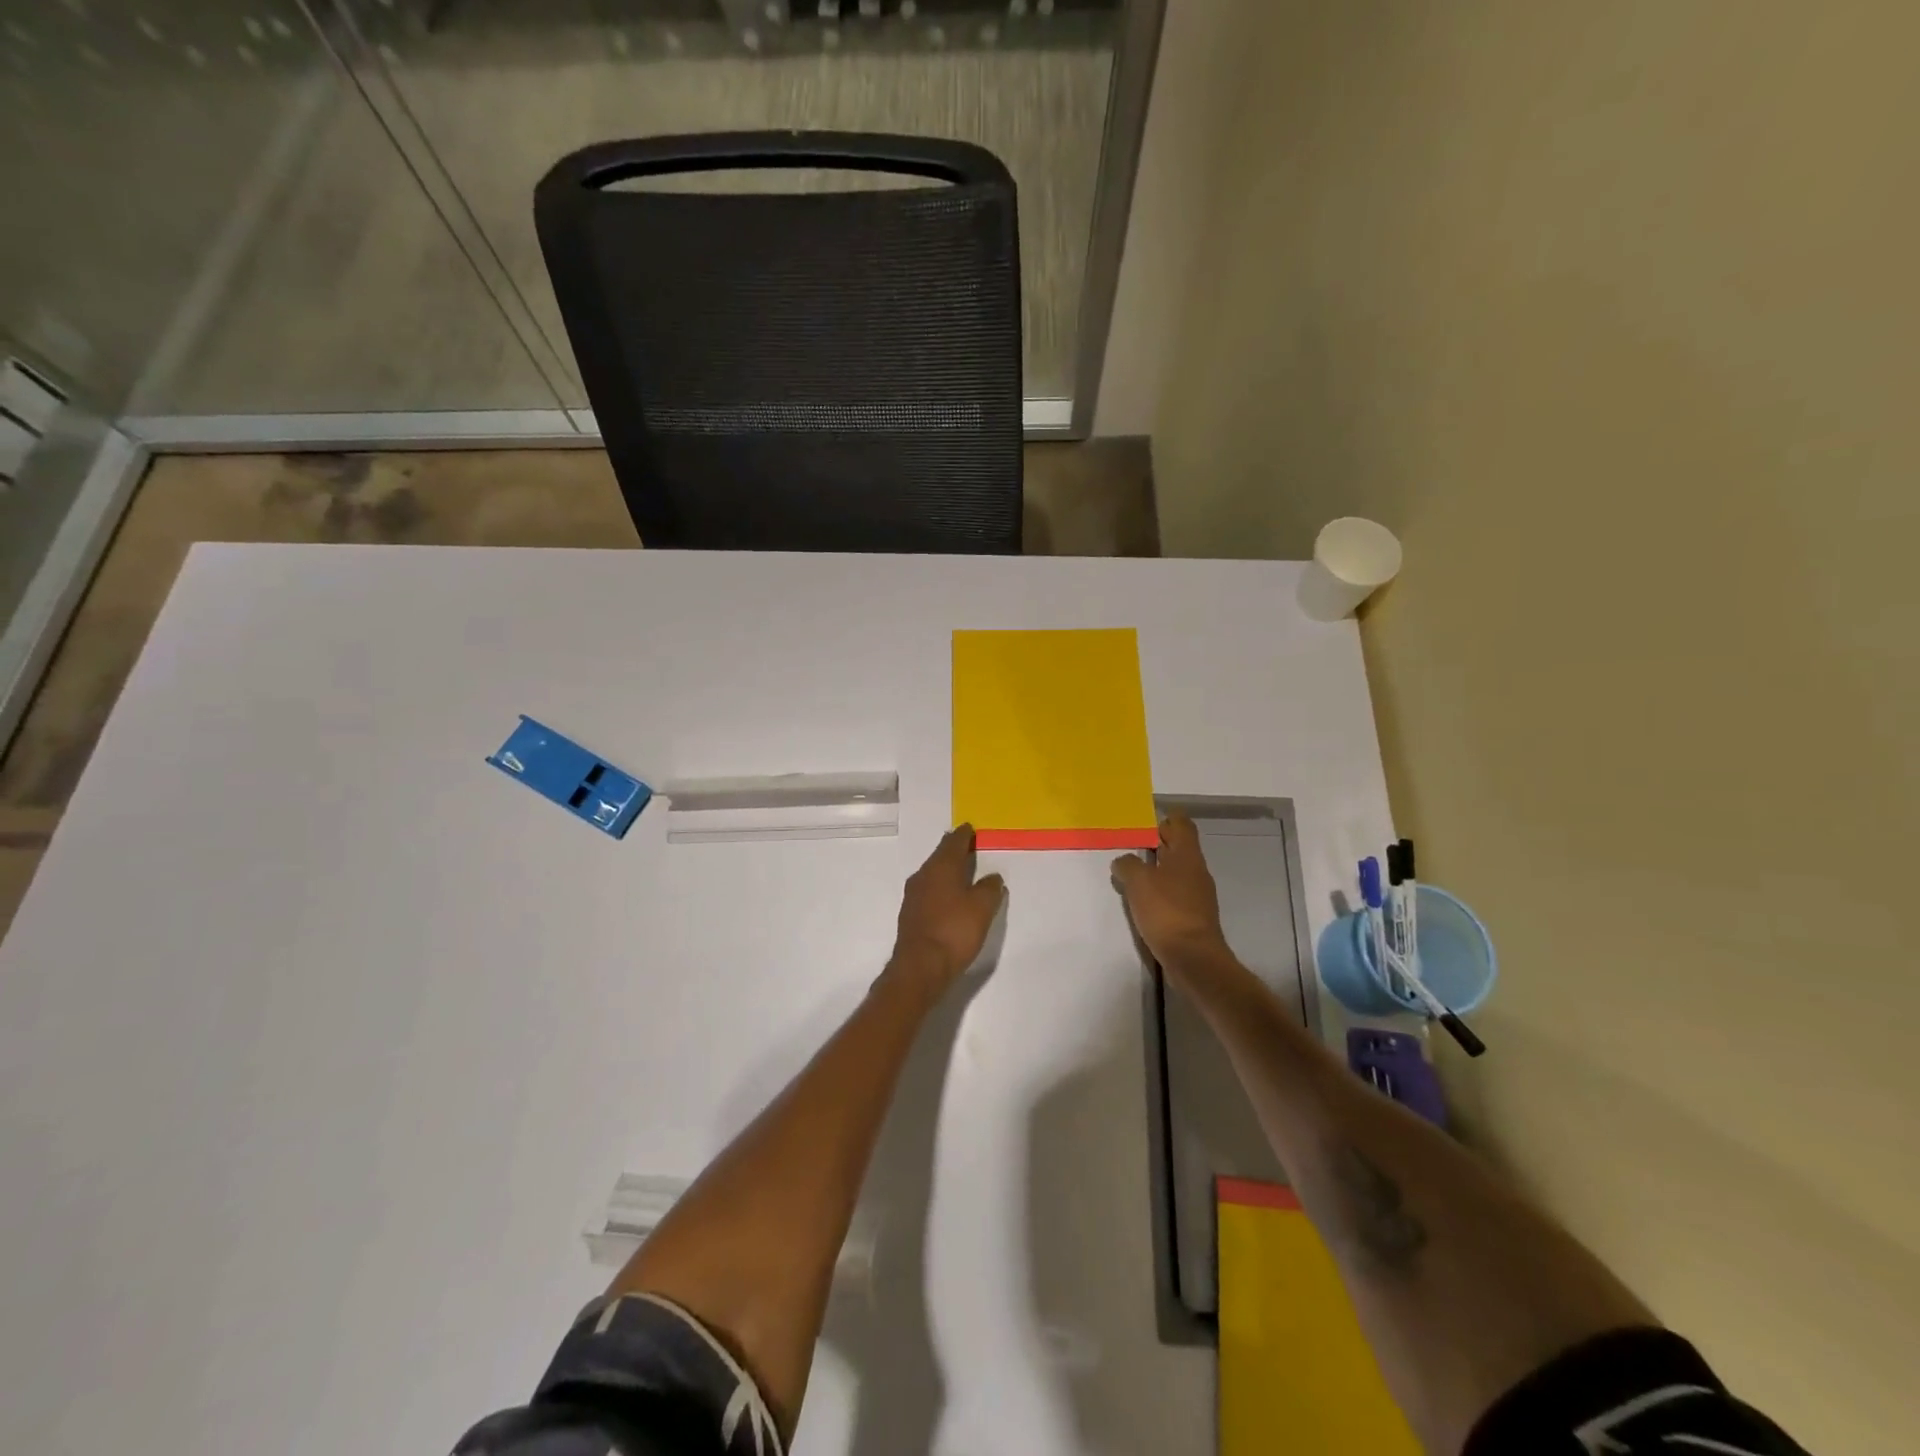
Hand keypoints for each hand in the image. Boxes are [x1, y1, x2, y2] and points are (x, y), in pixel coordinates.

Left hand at [890, 825, 1006, 988]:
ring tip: (961, 871)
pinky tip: (948, 897)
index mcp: (941, 867)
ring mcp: (913, 895)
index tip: (970, 828)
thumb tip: (992, 877)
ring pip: (932, 874)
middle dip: (953, 850)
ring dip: (946, 870)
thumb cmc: (954, 931)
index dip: (964, 834)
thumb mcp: (982, 908)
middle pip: (940, 856)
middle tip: (967, 846)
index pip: (953, 842)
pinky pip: (928, 891)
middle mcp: (923, 875)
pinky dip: (940, 888)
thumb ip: (990, 888)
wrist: (920, 967)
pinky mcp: (910, 914)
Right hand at [1111, 815, 1231, 970]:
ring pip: (1175, 871)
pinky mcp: (1193, 916)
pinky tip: (1142, 901)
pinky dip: (1159, 892)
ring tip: (1130, 874)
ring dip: (1156, 870)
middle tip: (1129, 846)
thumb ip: (1128, 865)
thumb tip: (1124, 862)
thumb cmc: (1166, 911)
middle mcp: (1196, 870)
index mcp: (1187, 855)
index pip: (1182, 824)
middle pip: (1178, 847)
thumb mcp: (1138, 881)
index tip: (1143, 823)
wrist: (1193, 958)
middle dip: (1156, 844)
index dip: (1165, 819)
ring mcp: (1197, 895)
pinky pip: (1174, 894)